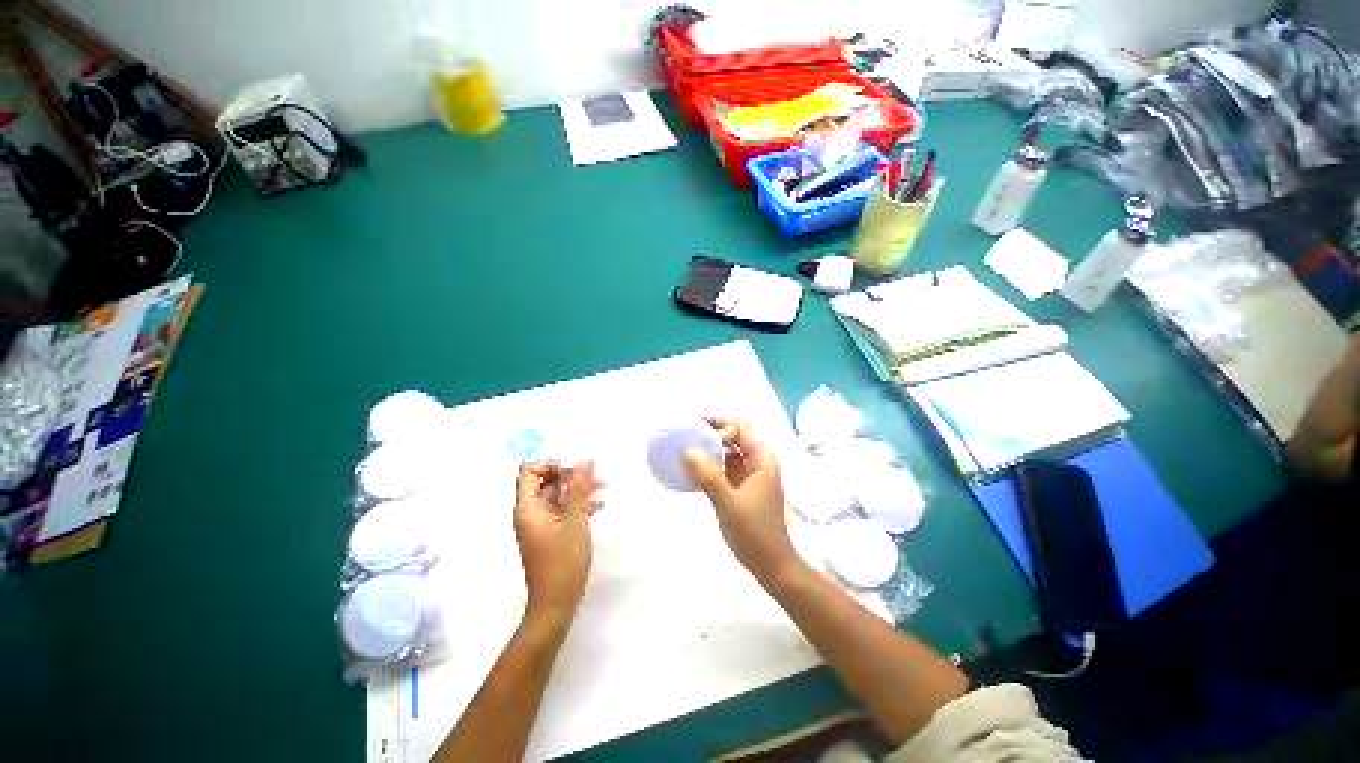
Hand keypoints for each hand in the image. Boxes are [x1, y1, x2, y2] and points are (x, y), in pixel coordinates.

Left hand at [514, 459, 602, 627]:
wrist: (555, 604)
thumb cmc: (563, 561)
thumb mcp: (575, 520)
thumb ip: (579, 489)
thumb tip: (584, 460)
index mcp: (528, 507)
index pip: (529, 470)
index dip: (550, 464)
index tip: (573, 469)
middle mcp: (530, 512)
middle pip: (545, 481)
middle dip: (570, 475)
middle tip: (595, 476)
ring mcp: (540, 523)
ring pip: (557, 495)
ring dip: (578, 489)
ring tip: (603, 487)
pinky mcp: (550, 533)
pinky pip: (562, 509)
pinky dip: (578, 504)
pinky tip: (599, 505)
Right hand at [682, 418, 800, 584]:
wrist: (772, 566)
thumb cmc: (755, 533)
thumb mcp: (728, 504)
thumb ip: (708, 477)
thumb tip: (687, 451)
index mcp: (762, 461)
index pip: (741, 429)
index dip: (720, 429)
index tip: (699, 439)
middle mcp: (758, 463)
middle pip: (736, 436)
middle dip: (714, 431)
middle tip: (689, 430)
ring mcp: (750, 476)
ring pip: (730, 451)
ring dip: (711, 447)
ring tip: (688, 446)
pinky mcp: (742, 488)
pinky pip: (726, 467)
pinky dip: (711, 463)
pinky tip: (694, 468)